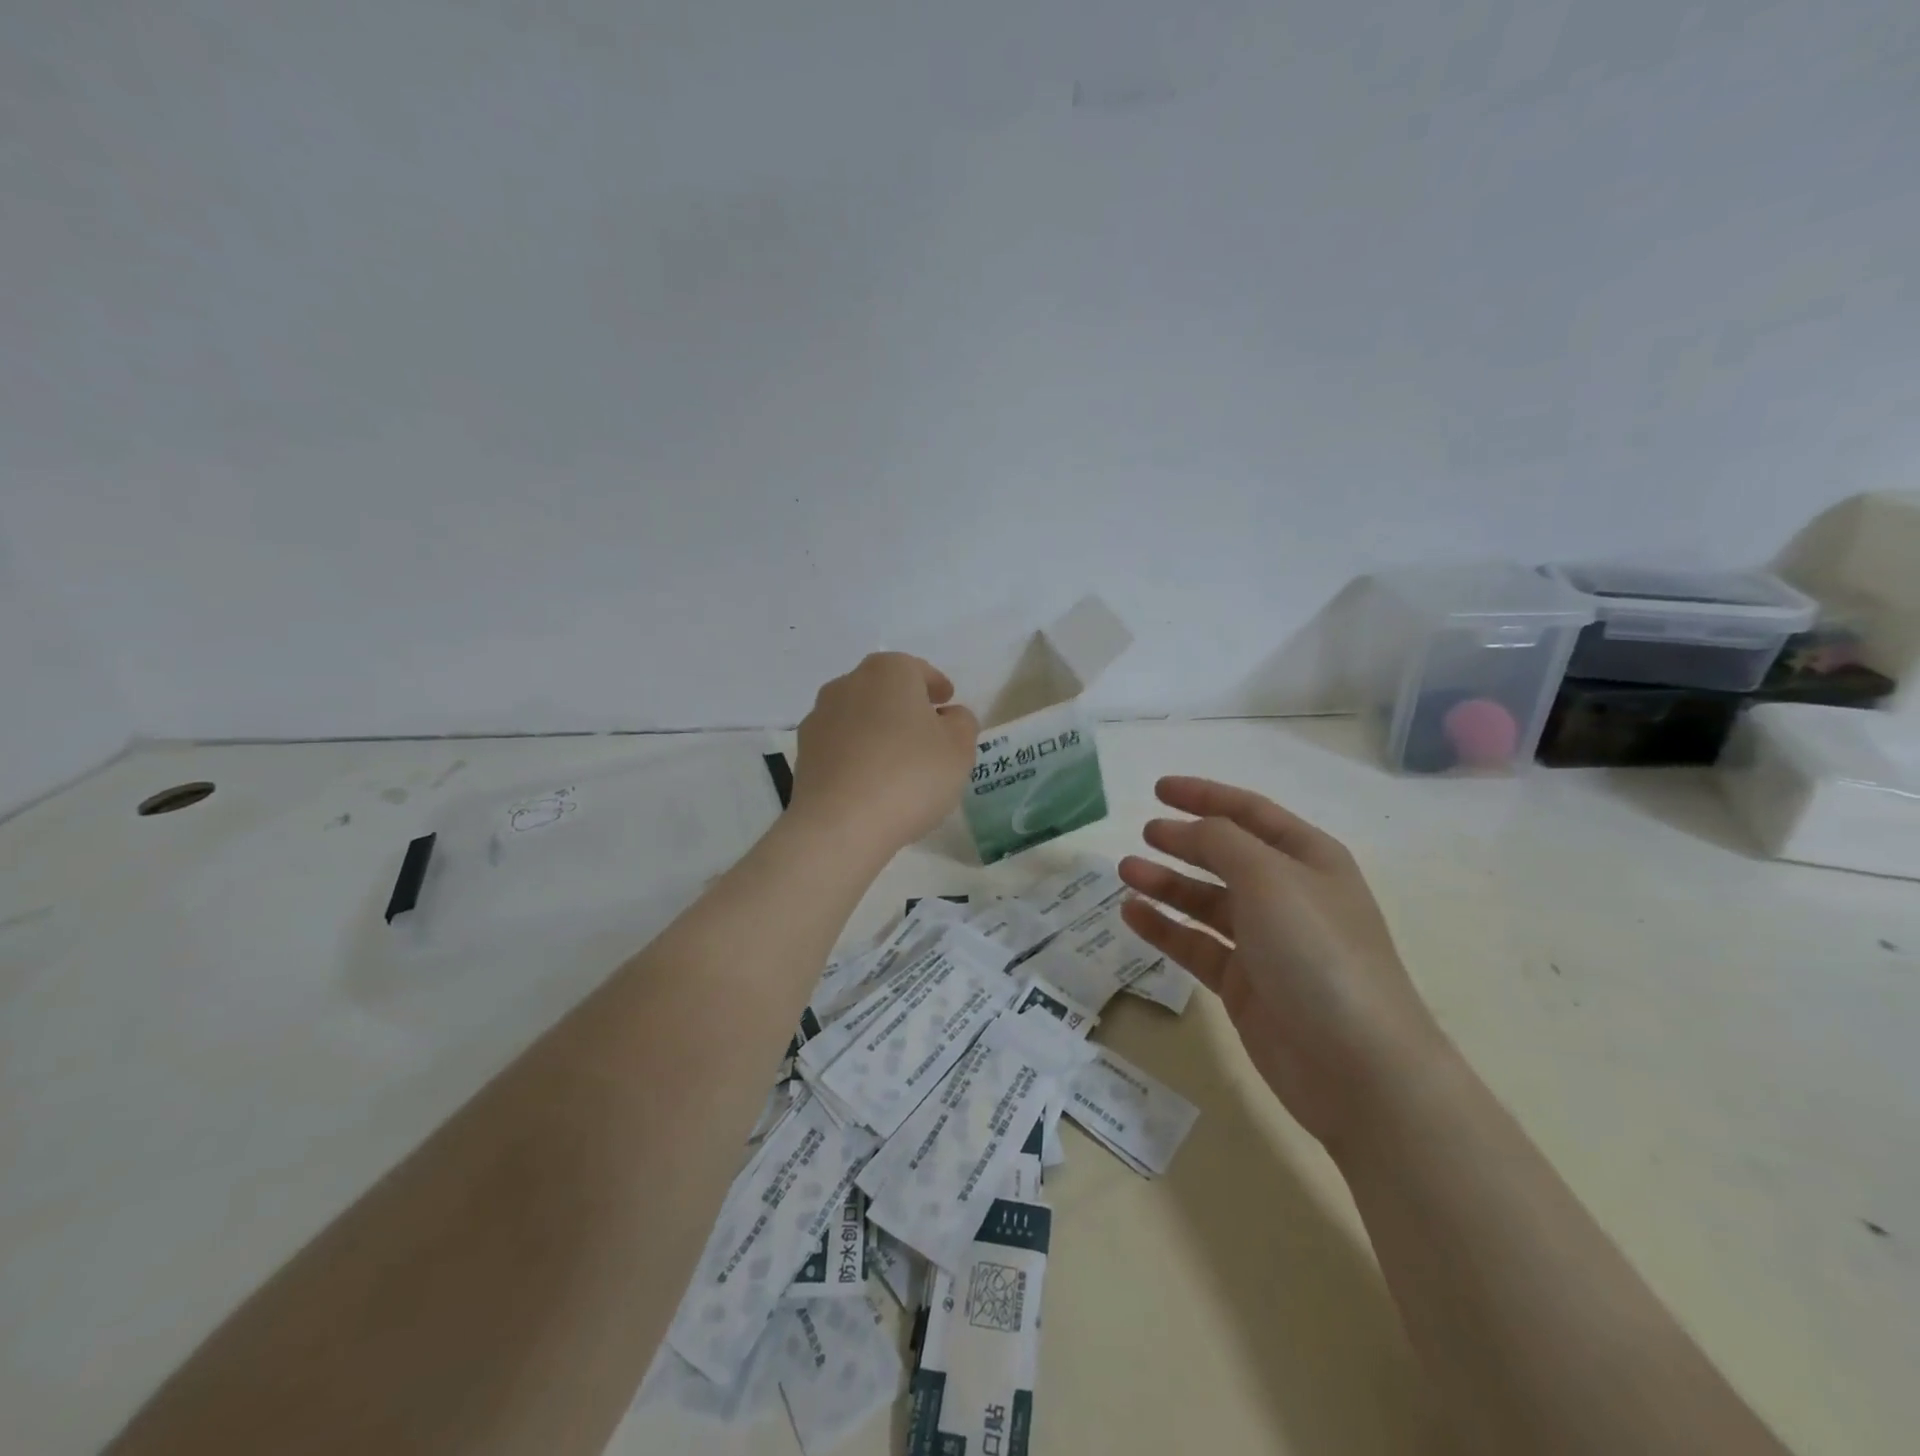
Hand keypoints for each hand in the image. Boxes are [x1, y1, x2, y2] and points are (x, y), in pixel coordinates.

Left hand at [791, 653, 979, 856]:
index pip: (919, 670)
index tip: (947, 703)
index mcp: (889, 671)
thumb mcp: (959, 750)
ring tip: (898, 762)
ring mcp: (820, 717)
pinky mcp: (804, 753)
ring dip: (878, 731)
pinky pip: (842, 746)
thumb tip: (948, 716)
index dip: (937, 686)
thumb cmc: (910, 776)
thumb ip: (962, 723)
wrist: (840, 825)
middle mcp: (848, 684)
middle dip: (905, 707)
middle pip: (885, 690)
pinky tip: (872, 782)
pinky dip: (858, 755)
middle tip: (927, 734)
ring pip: (860, 717)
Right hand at [1119, 776, 1451, 1151]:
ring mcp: (1266, 942)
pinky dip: (1164, 927)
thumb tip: (1189, 829)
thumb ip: (1221, 841)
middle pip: (1226, 855)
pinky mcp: (1244, 984)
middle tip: (1143, 834)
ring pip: (1206, 901)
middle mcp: (1287, 895)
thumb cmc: (1317, 951)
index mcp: (1308, 859)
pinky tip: (1131, 913)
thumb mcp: (1269, 877)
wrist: (1356, 1065)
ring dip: (1167, 884)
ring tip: (1126, 872)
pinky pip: (1196, 944)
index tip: (1159, 789)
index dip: (1205, 796)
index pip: (1250, 813)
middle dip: (1184, 841)